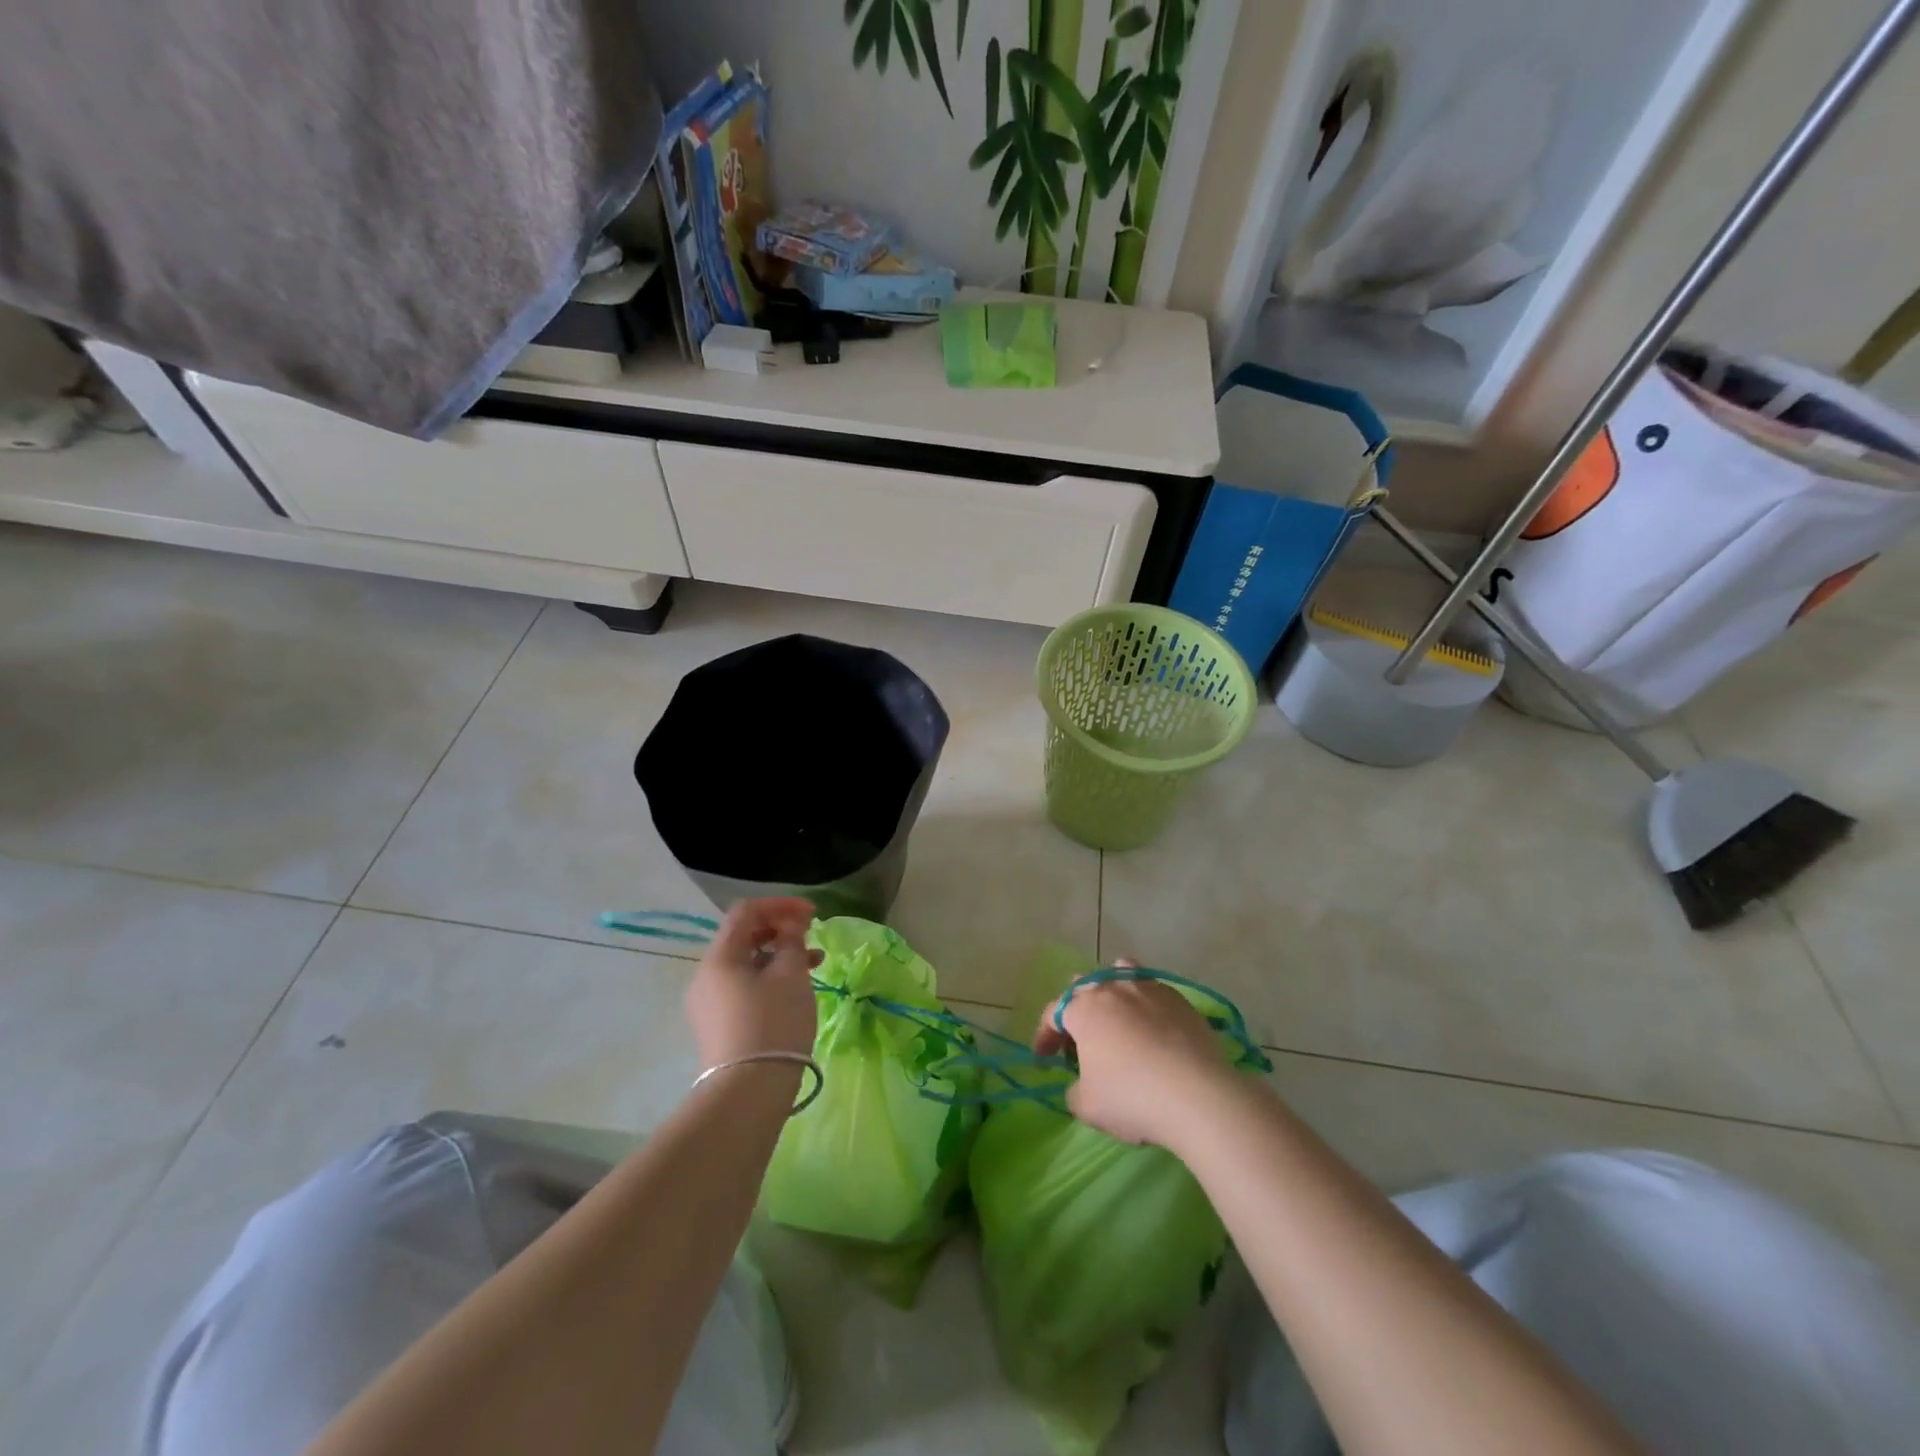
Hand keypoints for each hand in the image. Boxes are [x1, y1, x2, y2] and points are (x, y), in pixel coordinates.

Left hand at [686, 898, 820, 1069]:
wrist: (748, 1092)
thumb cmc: (772, 1023)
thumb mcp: (790, 975)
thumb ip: (792, 941)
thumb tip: (790, 926)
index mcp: (719, 957)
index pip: (746, 912)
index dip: (781, 905)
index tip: (812, 914)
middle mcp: (707, 976)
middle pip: (743, 936)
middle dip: (780, 929)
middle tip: (811, 934)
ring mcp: (710, 1003)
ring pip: (747, 963)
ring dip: (779, 954)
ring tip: (814, 961)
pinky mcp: (719, 1025)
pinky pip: (745, 987)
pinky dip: (771, 978)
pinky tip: (796, 988)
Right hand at [1035, 962, 1239, 1148]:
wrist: (1198, 1096)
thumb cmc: (1132, 1098)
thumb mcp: (1087, 1106)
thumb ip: (1075, 1090)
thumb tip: (1083, 1083)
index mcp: (1084, 1009)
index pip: (1053, 1013)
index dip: (1045, 1036)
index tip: (1044, 1059)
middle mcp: (1113, 988)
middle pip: (1085, 987)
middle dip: (1076, 1011)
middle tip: (1080, 1040)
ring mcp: (1148, 988)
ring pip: (1120, 973)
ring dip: (1111, 991)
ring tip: (1115, 1014)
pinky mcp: (1179, 999)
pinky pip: (1152, 991)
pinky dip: (1144, 1004)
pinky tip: (1152, 1028)